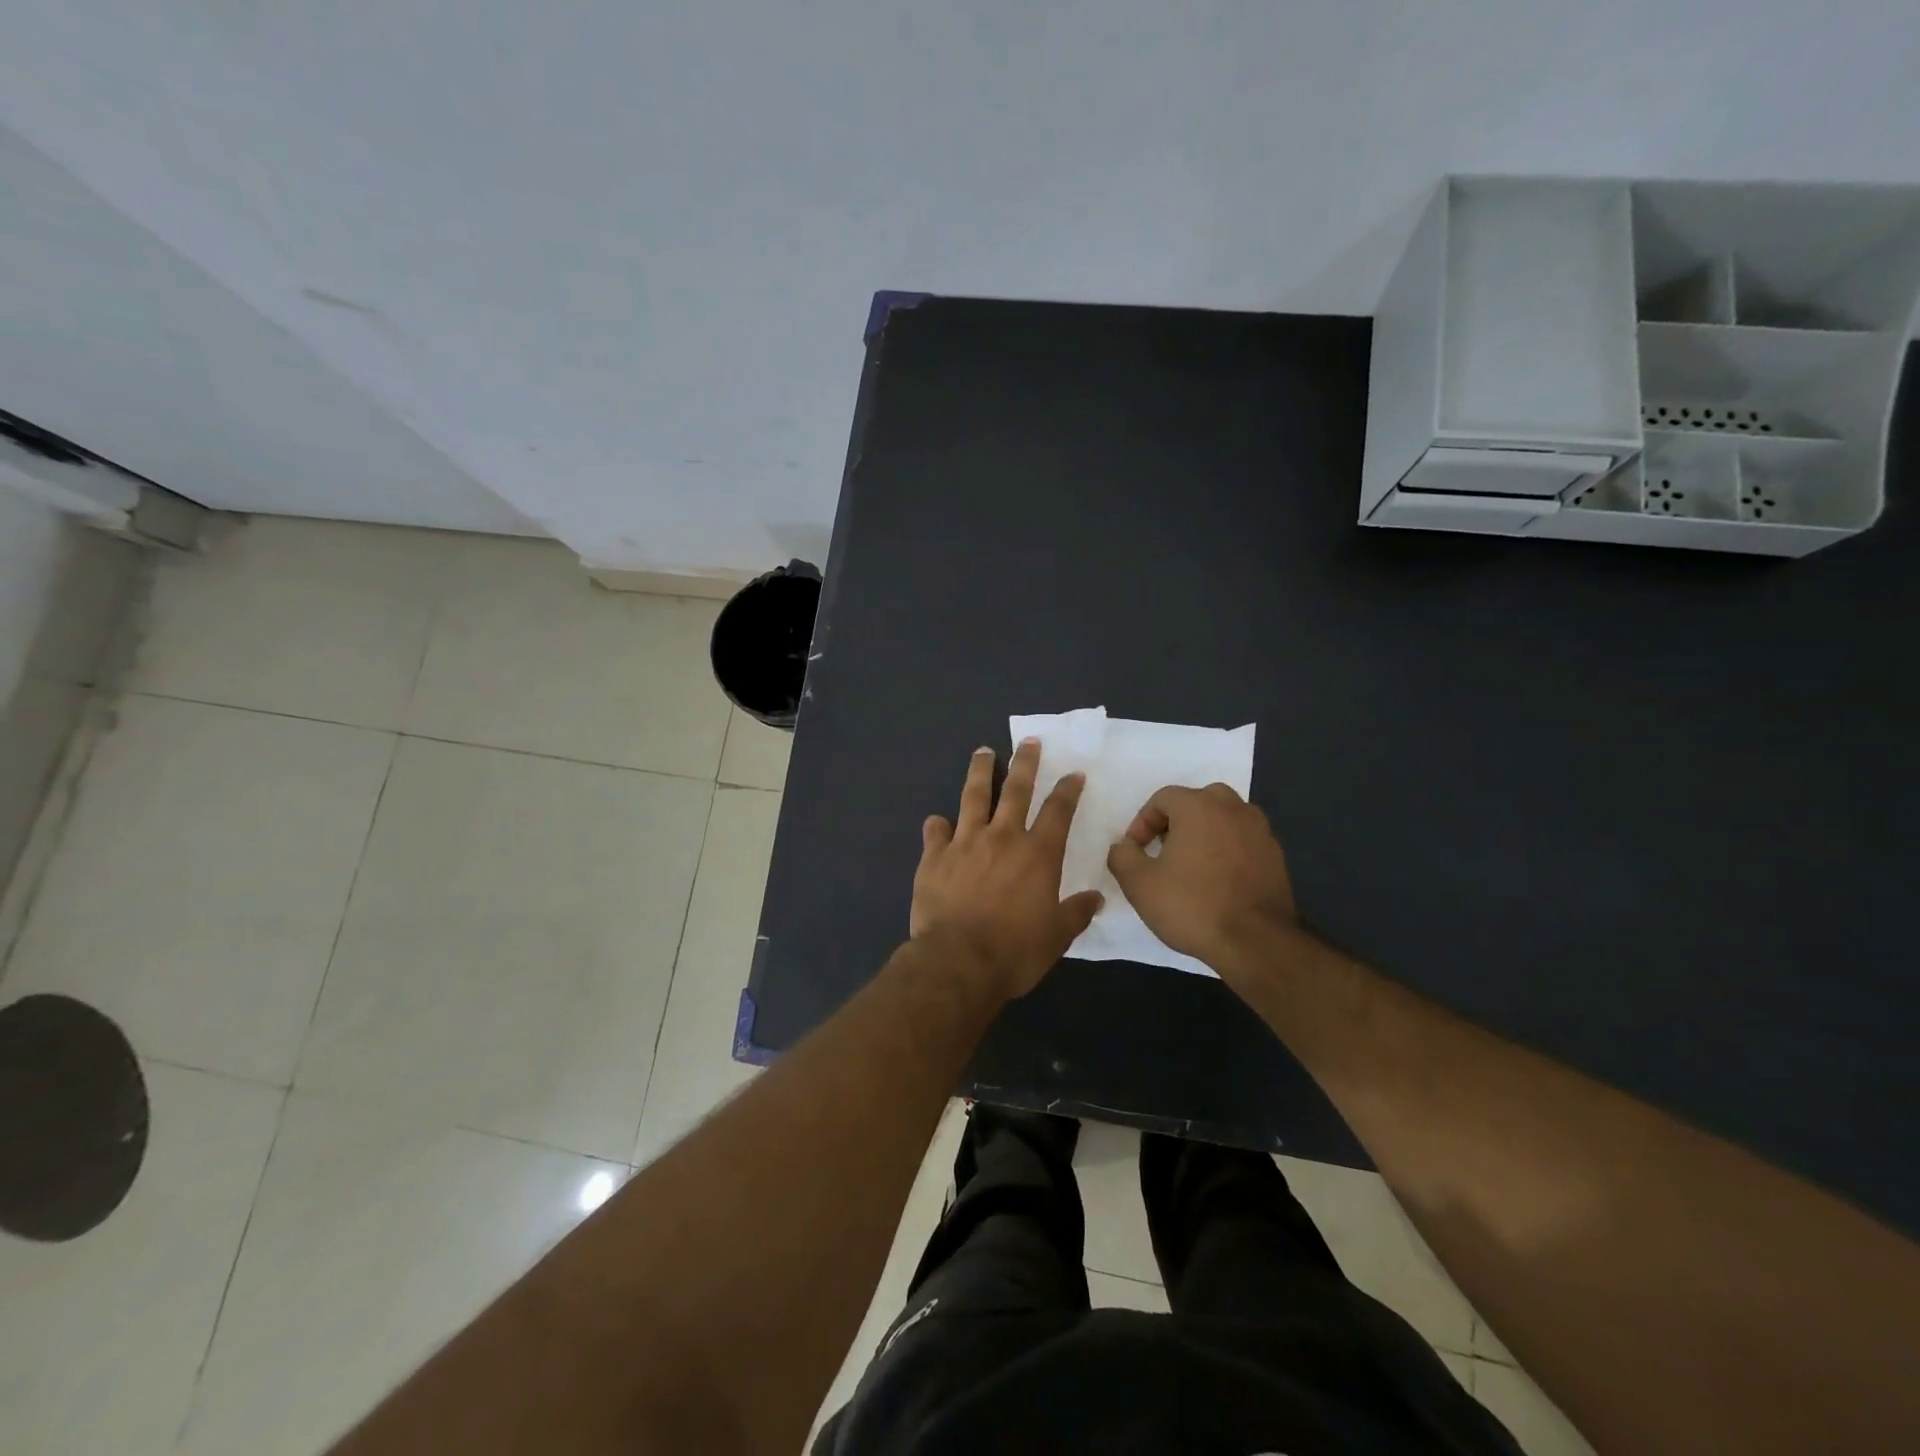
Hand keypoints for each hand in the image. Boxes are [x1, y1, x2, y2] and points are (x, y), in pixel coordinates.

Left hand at [911, 739, 1104, 999]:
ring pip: (974, 797)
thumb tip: (1096, 897)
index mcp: (1037, 854)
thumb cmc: (1014, 951)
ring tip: (983, 753)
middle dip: (1025, 763)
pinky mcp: (934, 857)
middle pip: (1016, 790)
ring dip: (981, 772)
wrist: (958, 961)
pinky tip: (937, 822)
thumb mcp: (1056, 936)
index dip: (1068, 790)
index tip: (1074, 773)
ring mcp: (965, 843)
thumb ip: (1076, 912)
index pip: (1058, 811)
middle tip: (1029, 742)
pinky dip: (938, 825)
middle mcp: (1002, 838)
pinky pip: (935, 831)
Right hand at [1105, 783, 1296, 974]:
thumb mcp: (1139, 884)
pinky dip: (1229, 851)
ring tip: (1192, 866)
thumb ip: (1122, 856)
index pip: (1163, 798)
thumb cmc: (1192, 906)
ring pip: (1225, 819)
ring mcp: (1260, 831)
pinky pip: (1244, 841)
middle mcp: (1233, 808)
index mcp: (1199, 806)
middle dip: (1177, 821)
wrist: (1256, 942)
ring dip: (1205, 833)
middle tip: (1164, 850)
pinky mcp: (1277, 856)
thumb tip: (1124, 846)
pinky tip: (1219, 881)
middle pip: (1198, 801)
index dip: (1143, 822)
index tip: (1136, 851)